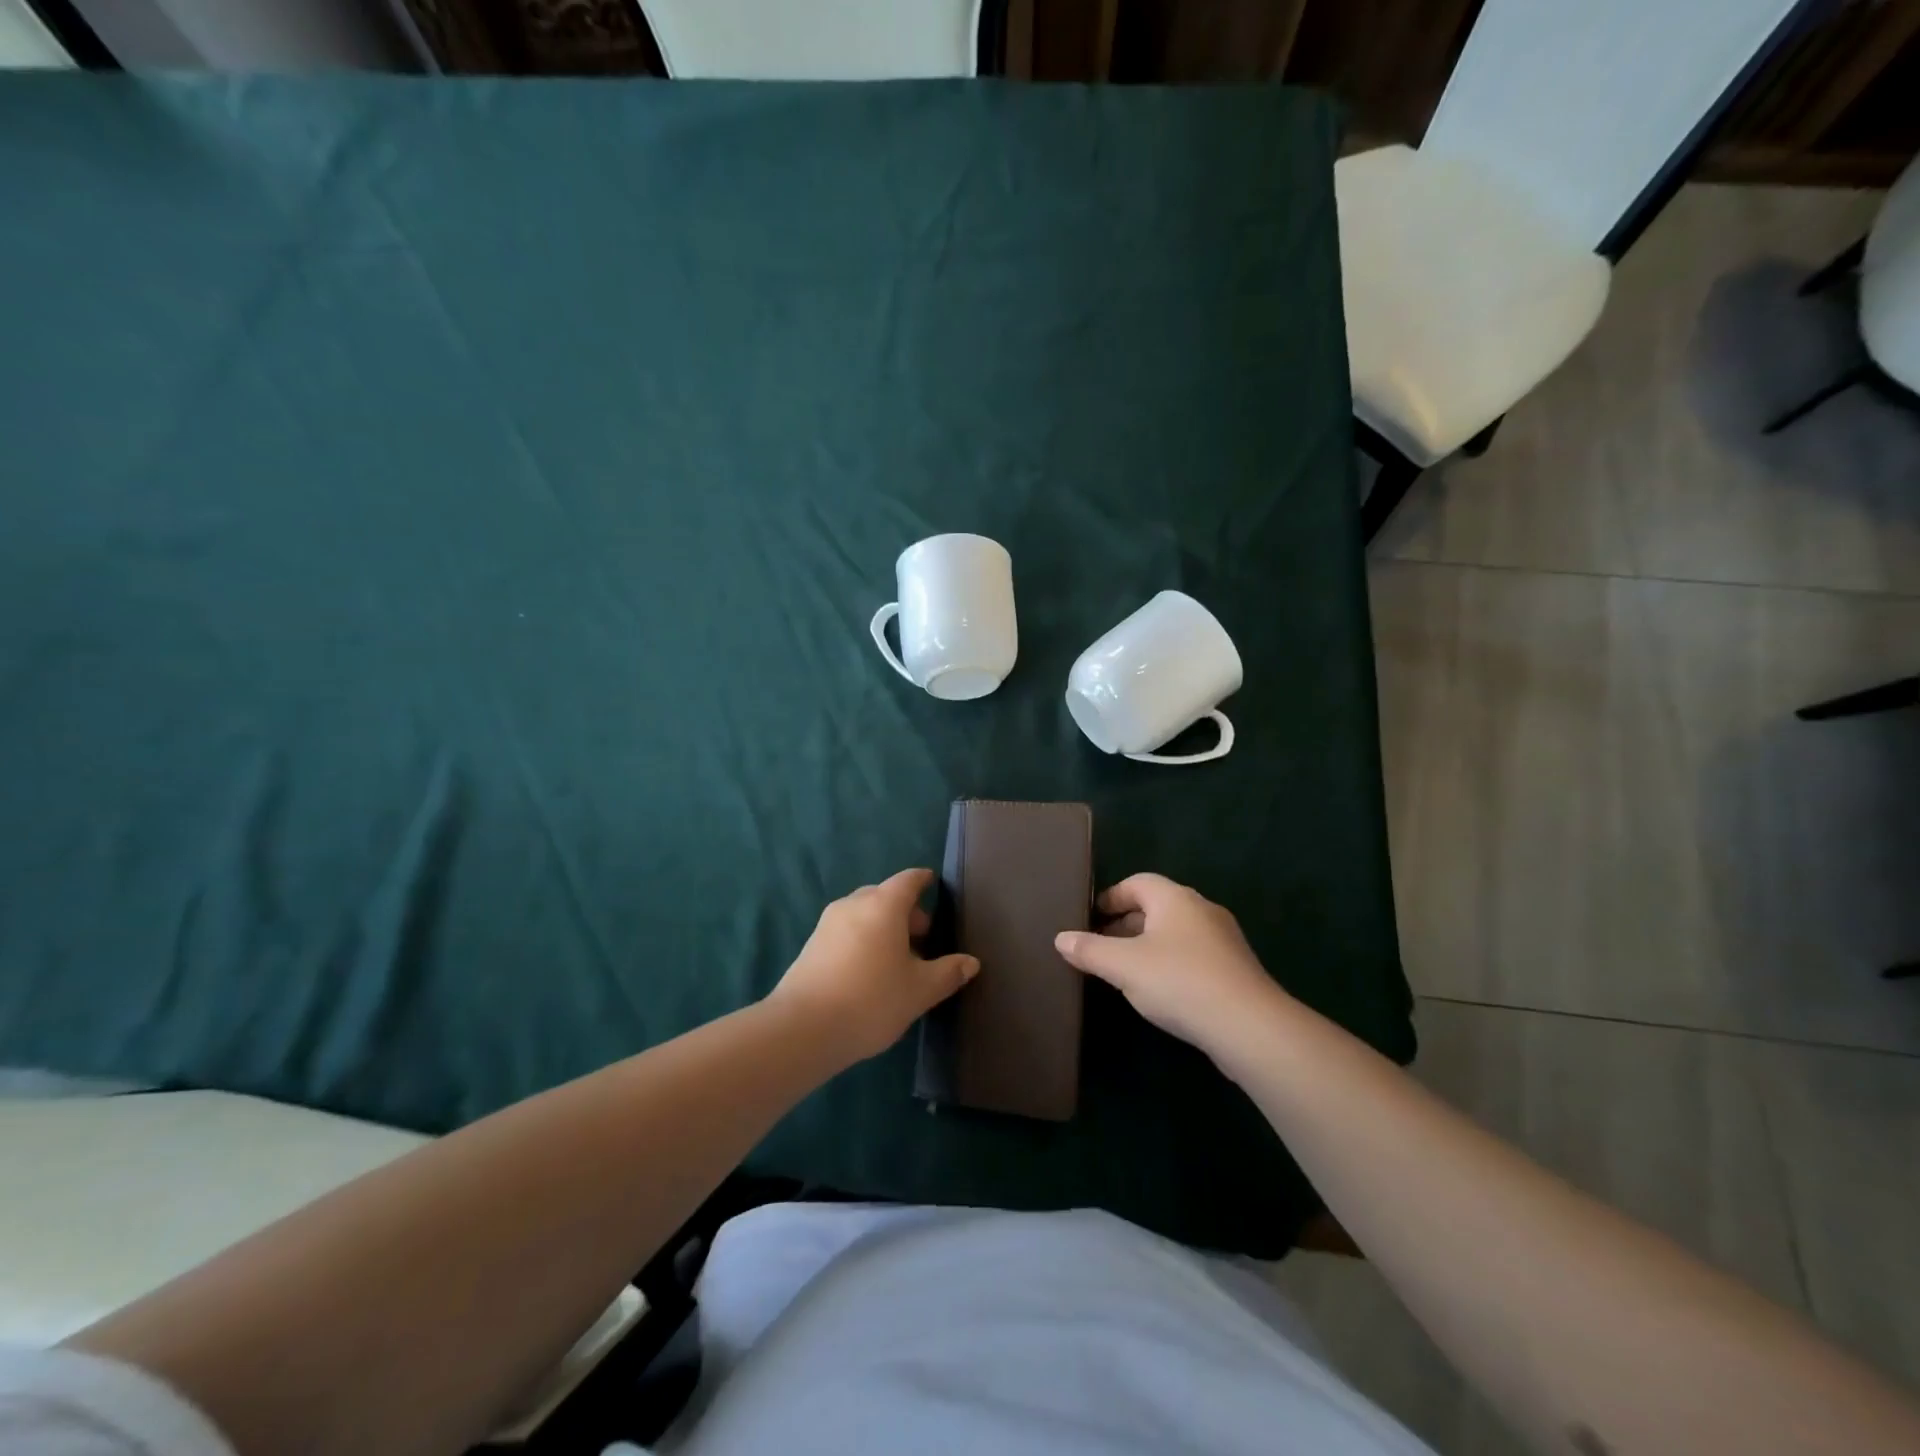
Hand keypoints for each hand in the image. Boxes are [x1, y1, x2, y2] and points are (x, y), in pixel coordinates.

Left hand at [768, 868, 979, 1066]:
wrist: (802, 1028)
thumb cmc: (871, 1000)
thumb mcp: (920, 991)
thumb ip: (948, 973)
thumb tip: (970, 962)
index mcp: (883, 905)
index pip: (908, 880)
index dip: (922, 880)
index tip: (932, 882)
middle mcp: (854, 904)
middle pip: (884, 895)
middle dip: (905, 910)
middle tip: (923, 936)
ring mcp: (828, 923)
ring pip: (863, 913)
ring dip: (882, 926)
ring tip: (897, 958)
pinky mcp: (811, 945)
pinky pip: (846, 931)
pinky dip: (862, 939)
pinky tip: (869, 970)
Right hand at [1054, 873, 1287, 1056]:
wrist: (1249, 1026)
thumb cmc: (1179, 982)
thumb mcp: (1123, 966)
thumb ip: (1089, 950)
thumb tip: (1061, 938)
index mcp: (1175, 898)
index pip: (1136, 882)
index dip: (1110, 897)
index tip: (1089, 918)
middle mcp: (1201, 909)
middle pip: (1156, 907)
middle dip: (1125, 924)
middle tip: (1099, 946)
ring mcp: (1223, 940)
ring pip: (1175, 933)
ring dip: (1147, 946)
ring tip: (1124, 972)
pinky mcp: (1235, 970)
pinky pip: (1193, 956)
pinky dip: (1170, 965)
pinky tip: (1158, 992)